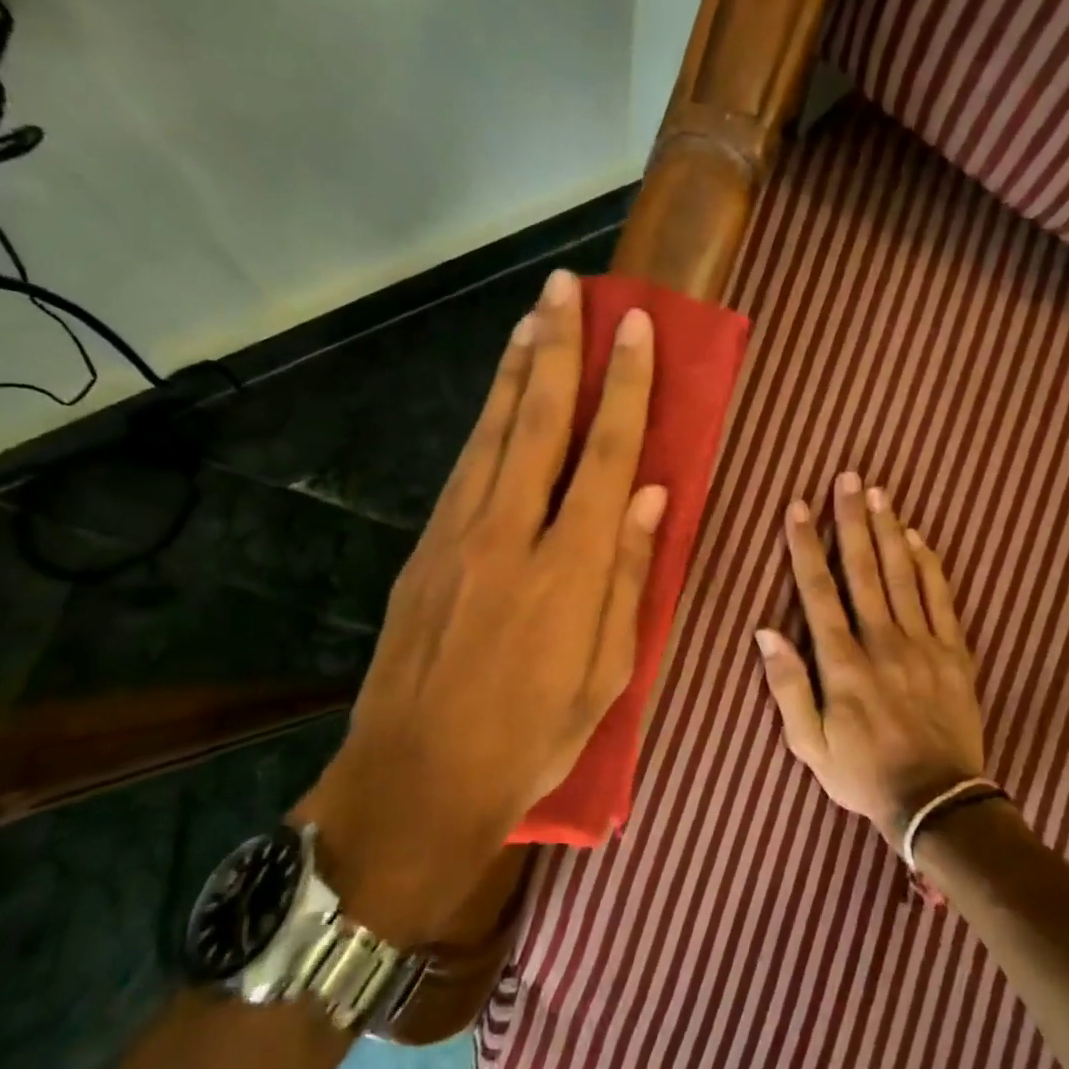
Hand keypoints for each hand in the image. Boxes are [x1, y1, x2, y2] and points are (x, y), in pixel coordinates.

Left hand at [300, 269, 664, 942]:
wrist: (417, 780)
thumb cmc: (530, 739)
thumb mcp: (605, 675)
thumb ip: (628, 577)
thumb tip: (651, 496)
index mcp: (567, 568)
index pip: (605, 454)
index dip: (624, 386)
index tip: (635, 329)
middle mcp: (508, 534)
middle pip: (538, 422)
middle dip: (557, 348)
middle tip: (568, 288)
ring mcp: (456, 537)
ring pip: (492, 435)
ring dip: (515, 372)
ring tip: (531, 320)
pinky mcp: (425, 552)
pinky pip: (464, 469)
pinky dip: (487, 424)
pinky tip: (498, 404)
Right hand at [755, 472, 987, 843]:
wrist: (937, 802)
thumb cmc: (862, 774)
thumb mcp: (808, 744)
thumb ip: (787, 686)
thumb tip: (766, 633)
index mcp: (842, 663)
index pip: (818, 591)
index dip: (806, 546)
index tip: (799, 508)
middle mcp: (882, 642)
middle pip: (864, 570)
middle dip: (852, 521)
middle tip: (849, 478)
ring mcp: (923, 645)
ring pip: (903, 576)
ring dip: (889, 531)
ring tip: (880, 493)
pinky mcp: (954, 654)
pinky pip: (942, 600)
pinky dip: (930, 566)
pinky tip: (919, 539)